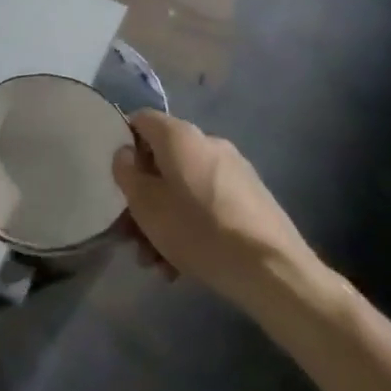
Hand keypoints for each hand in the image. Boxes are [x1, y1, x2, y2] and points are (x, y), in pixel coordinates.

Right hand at [112, 110, 328, 320]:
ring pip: (184, 187)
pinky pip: (208, 203)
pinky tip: (184, 266)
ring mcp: (233, 170)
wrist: (273, 270)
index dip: (123, 144)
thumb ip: (126, 173)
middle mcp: (208, 142)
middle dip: (144, 197)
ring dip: (165, 219)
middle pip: (162, 161)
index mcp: (180, 135)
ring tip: (158, 263)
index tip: (117, 179)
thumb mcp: (146, 205)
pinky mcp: (251, 197)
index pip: (140, 120)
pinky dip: (192, 226)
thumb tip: (125, 153)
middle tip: (133, 235)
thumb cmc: (198, 230)